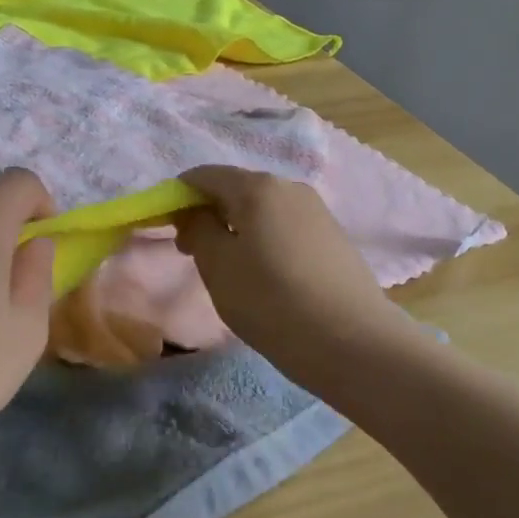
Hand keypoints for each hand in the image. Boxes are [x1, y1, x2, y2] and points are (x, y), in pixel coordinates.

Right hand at [173, 165, 400, 366]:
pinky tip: (265, 274)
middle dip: (208, 213)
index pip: (204, 175)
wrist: (351, 341)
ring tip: (230, 268)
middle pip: (235, 188)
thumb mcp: (217, 266)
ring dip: (236, 228)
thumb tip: (193, 212)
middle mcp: (289, 186)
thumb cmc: (271, 300)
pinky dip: (263, 239)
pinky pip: (284, 225)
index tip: (167, 228)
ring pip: (261, 209)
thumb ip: (197, 229)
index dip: (178, 196)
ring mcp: (316, 210)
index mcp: (257, 187)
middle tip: (193, 253)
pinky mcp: (332, 235)